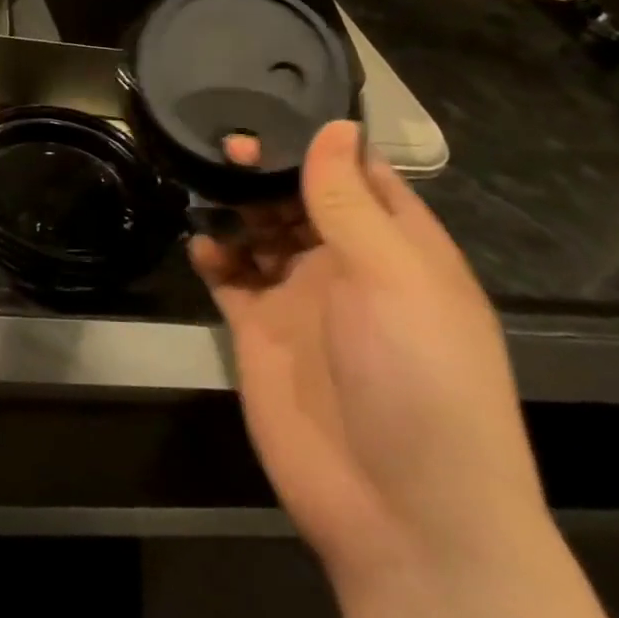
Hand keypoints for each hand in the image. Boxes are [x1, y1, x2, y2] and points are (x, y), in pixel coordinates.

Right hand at [194, 122, 618, 617]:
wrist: (401, 514)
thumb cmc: (417, 379)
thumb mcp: (393, 277)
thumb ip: (350, 200)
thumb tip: (334, 125)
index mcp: (398, 248)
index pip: (361, 174)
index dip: (322, 140)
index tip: (274, 103)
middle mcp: (349, 265)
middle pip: (301, 196)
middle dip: (266, 167)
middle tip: (225, 143)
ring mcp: (302, 298)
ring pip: (261, 231)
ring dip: (235, 205)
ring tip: (205, 182)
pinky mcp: (261, 330)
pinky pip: (231, 278)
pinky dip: (214, 256)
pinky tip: (202, 246)